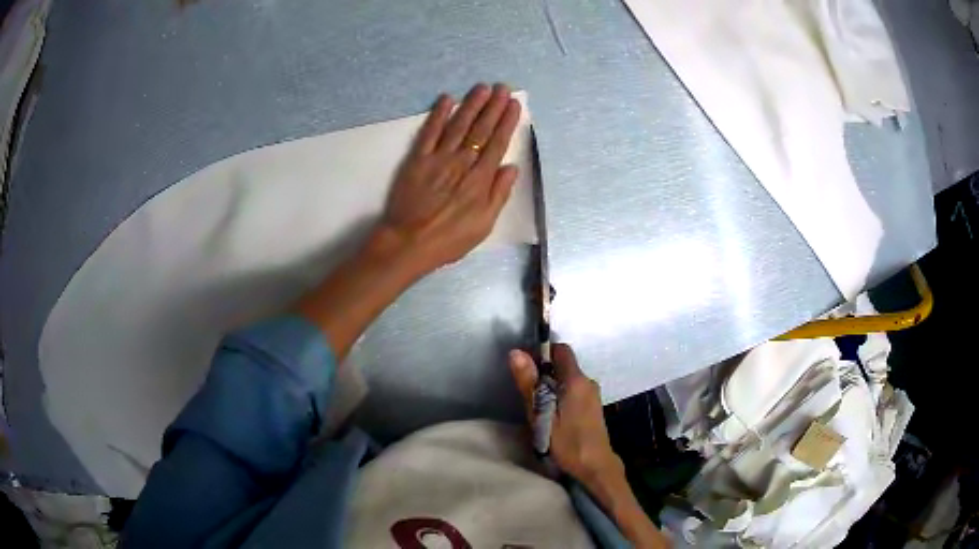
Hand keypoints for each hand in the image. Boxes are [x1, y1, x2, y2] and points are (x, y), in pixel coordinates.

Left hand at [378, 83, 521, 272]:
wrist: (409, 243)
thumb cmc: (449, 239)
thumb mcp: (484, 225)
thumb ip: (499, 194)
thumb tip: (511, 166)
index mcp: (480, 180)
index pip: (497, 143)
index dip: (507, 122)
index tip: (513, 104)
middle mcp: (461, 163)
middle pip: (480, 129)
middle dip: (493, 107)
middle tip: (503, 87)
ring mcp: (438, 158)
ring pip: (458, 125)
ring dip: (471, 104)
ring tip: (482, 88)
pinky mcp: (417, 159)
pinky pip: (429, 132)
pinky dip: (438, 115)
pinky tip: (447, 99)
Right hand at [509, 345, 670, 547]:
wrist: (595, 467)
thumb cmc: (567, 442)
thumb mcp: (541, 414)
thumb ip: (529, 384)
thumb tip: (516, 352)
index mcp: (577, 380)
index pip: (561, 350)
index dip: (543, 352)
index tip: (527, 368)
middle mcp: (588, 382)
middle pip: (564, 365)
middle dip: (544, 374)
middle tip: (529, 395)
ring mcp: (593, 395)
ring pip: (568, 380)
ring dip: (552, 388)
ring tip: (539, 409)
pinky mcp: (593, 407)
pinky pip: (574, 391)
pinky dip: (561, 397)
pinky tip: (553, 417)